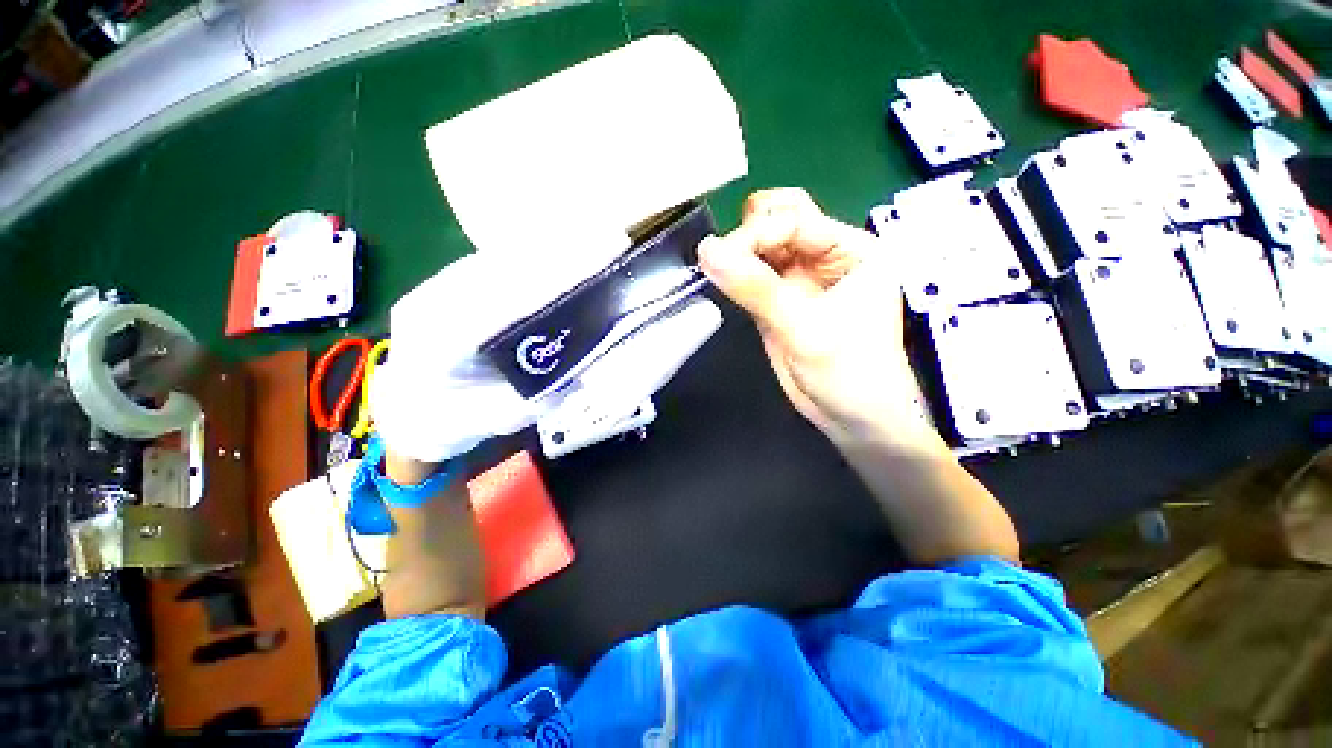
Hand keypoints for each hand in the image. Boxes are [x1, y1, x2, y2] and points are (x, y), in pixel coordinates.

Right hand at [698, 189, 940, 453]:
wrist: (852, 418)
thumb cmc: (849, 373)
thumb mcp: (805, 328)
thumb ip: (756, 289)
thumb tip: (708, 252)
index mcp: (851, 250)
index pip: (796, 219)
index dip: (757, 232)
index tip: (720, 255)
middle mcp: (826, 257)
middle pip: (781, 220)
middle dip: (749, 232)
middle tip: (721, 256)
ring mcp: (800, 279)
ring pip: (763, 246)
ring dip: (739, 252)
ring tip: (716, 267)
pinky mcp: (779, 301)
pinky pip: (752, 275)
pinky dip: (735, 274)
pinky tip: (721, 279)